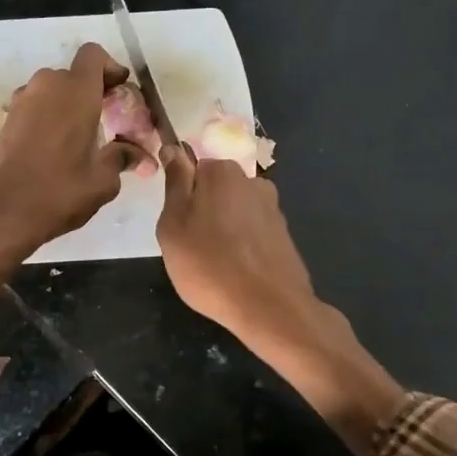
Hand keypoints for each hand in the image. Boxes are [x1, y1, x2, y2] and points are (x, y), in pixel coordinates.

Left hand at [0, 43, 143, 296]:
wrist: (1, 212)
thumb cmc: (59, 191)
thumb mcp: (103, 180)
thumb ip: (122, 158)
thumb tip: (138, 154)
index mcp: (75, 91)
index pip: (93, 55)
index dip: (110, 68)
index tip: (120, 91)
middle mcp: (46, 86)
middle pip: (74, 75)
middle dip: (92, 92)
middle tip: (107, 121)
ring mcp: (21, 102)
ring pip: (52, 91)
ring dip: (69, 106)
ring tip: (82, 139)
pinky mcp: (6, 121)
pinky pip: (35, 108)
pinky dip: (49, 119)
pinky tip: (57, 151)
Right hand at [157, 149, 402, 453]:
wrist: (269, 307)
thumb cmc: (208, 264)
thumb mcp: (173, 223)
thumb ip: (175, 183)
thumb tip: (174, 148)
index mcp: (222, 171)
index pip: (192, 168)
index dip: (180, 195)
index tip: (175, 223)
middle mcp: (252, 181)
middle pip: (215, 190)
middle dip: (202, 211)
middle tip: (189, 247)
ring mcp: (273, 209)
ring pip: (234, 212)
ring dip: (223, 230)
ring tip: (213, 264)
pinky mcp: (284, 236)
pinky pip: (252, 234)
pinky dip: (242, 247)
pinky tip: (236, 272)